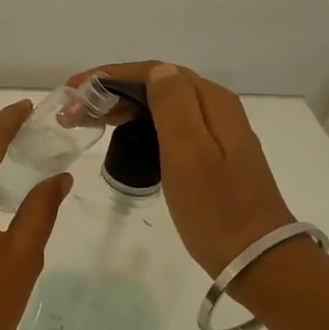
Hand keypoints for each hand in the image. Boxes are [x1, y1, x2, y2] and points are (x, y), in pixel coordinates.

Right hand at [68, 61, 294, 276]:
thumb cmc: (216, 207)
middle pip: (157, 85)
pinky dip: (138, 126)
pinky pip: (167, 128)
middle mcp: (215, 109)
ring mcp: (215, 134)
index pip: (154, 72)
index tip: (74, 91)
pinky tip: (120, 139)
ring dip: (122, 108)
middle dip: (111, 91)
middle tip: (72, 111)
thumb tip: (157, 71)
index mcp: (211, 102)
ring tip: (87, 121)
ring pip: (160, 107)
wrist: (255, 258)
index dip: (110, 76)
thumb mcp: (190, 152)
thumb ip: (173, 106)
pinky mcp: (210, 157)